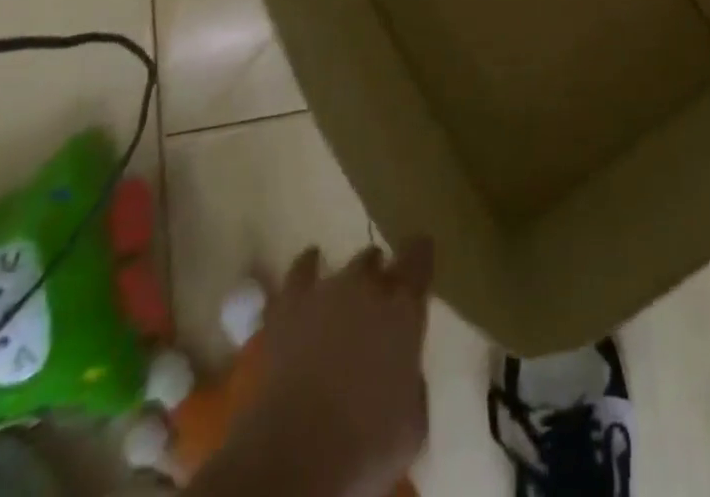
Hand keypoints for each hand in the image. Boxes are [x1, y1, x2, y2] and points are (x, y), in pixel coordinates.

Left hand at [250, 240, 434, 496]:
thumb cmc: (366, 444)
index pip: (419, 256)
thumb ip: (413, 382)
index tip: (420, 263)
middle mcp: (368, 286)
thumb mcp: (412, 423)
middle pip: (377, 260)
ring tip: (346, 293)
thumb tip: (405, 372)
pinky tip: (310, 265)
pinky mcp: (289, 307)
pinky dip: (307, 267)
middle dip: (380, 276)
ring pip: (344, 264)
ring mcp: (326, 291)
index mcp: (404, 307)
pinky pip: (300, 272)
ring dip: (349, 278)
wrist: (297, 454)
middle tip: (380, 302)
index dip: (420, 256)